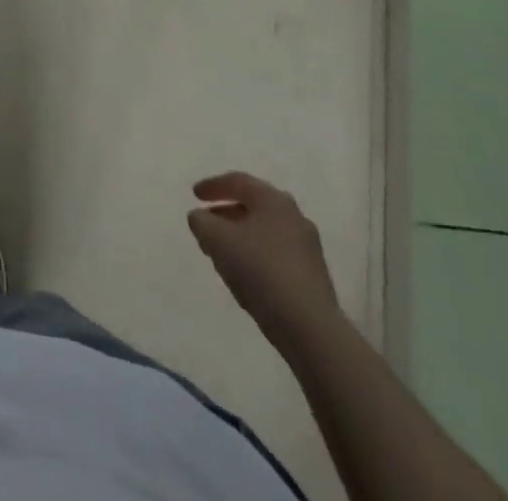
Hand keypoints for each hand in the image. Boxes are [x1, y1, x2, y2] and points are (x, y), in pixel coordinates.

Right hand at [187, 172, 339, 351]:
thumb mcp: (216, 239)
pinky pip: (276, 254)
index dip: (213, 186)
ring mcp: (307, 247)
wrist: (309, 326)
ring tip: (220, 252)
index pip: (238, 181)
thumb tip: (200, 217)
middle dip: (226, 213)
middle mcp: (294, 216)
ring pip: (265, 232)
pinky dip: (256, 256)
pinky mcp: (313, 276)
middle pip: (253, 206)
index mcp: (273, 199)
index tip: (194, 195)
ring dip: (240, 236)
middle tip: (207, 223)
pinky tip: (244, 274)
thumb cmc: (259, 269)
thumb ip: (201, 221)